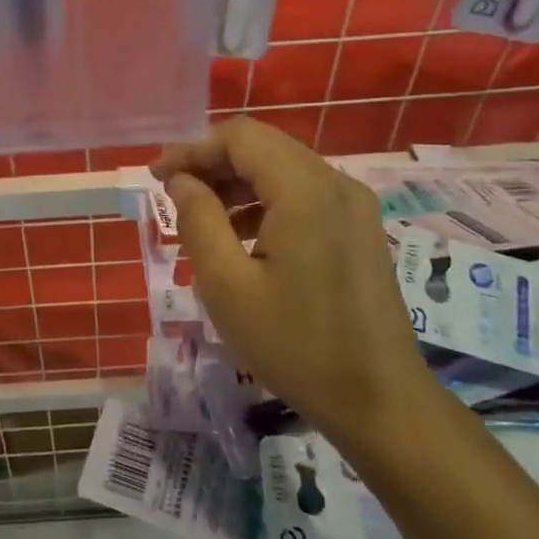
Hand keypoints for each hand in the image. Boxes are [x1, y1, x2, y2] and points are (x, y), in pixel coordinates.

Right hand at [152, 117, 444, 442]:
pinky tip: (243, 236)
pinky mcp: (360, 228)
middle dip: (213, 162)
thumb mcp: (228, 286)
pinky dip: (267, 200)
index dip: (193, 149)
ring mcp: (355, 205)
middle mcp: (336, 183)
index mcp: (305, 191)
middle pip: (264, 147)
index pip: (241, 137)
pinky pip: (305, 193)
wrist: (380, 401)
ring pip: (284, 168)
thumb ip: (198, 221)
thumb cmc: (296, 345)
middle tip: (174, 192)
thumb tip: (182, 180)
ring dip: (239, 182)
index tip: (158, 177)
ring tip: (202, 216)